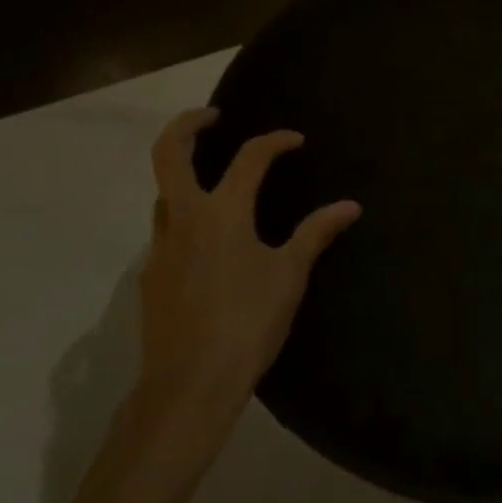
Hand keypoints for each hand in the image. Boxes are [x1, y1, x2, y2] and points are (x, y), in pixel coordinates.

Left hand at [137, 108, 360, 424]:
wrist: (188, 387)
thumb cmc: (247, 323)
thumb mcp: (289, 275)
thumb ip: (316, 233)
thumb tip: (351, 206)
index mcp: (222, 212)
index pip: (250, 157)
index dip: (276, 141)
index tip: (296, 141)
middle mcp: (184, 218)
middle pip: (169, 152)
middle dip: (188, 124)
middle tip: (212, 116)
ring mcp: (161, 248)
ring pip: (163, 193)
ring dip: (184, 176)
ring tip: (215, 183)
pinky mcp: (150, 277)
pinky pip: (165, 232)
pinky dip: (184, 219)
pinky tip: (207, 245)